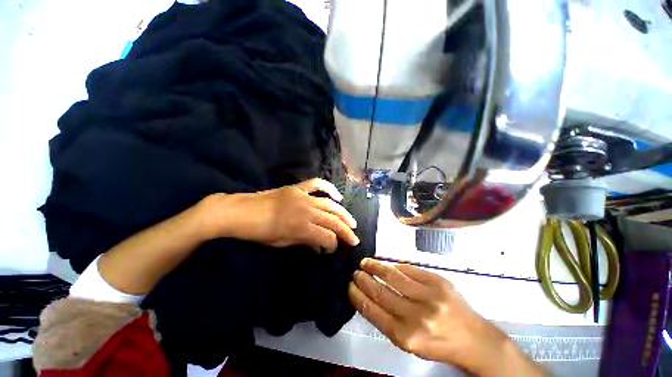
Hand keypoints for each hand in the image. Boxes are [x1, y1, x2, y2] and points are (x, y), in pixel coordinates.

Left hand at [202, 178, 358, 250]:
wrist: (240, 211)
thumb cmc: (258, 232)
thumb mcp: (282, 243)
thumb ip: (305, 242)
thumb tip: (320, 247)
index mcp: (301, 227)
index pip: (326, 236)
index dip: (333, 245)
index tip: (333, 249)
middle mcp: (306, 210)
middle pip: (332, 220)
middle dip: (346, 231)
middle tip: (355, 238)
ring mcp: (303, 196)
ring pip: (329, 204)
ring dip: (343, 213)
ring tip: (352, 222)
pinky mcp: (297, 188)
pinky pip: (317, 184)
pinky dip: (329, 188)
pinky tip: (337, 197)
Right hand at [349, 259, 544, 376]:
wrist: (474, 339)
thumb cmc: (438, 344)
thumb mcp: (409, 342)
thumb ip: (387, 320)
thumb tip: (368, 296)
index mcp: (406, 336)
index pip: (373, 311)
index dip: (358, 296)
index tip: (350, 286)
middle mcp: (416, 316)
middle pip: (380, 291)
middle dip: (363, 279)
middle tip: (355, 272)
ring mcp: (428, 295)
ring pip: (392, 276)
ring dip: (375, 267)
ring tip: (366, 262)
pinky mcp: (438, 281)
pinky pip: (408, 269)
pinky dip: (394, 266)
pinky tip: (387, 265)